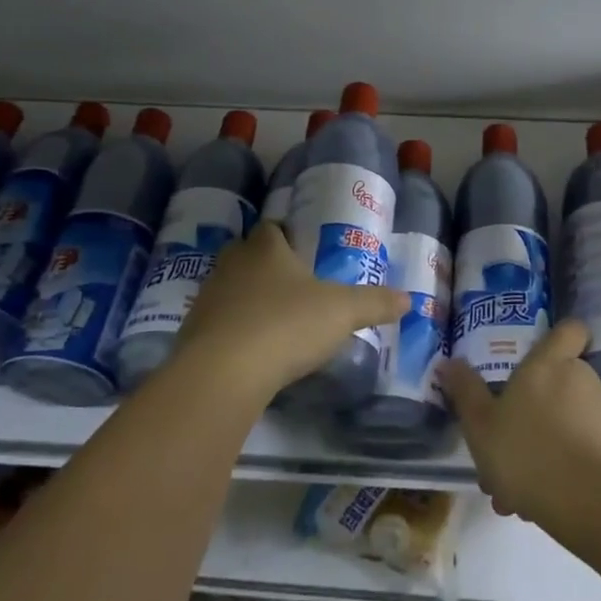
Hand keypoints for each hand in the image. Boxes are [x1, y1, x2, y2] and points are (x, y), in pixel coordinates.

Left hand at [169, 224, 406, 404]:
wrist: (223, 372)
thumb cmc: (286, 325)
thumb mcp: (342, 312)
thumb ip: (374, 303)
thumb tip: (408, 299)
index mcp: (265, 248)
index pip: (272, 228)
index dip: (286, 236)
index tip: (303, 251)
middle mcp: (231, 264)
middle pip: (247, 256)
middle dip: (266, 267)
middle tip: (293, 287)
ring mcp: (207, 298)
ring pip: (230, 289)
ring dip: (247, 300)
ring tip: (274, 322)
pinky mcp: (192, 333)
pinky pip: (217, 323)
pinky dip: (233, 331)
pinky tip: (252, 352)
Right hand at [439, 320, 600, 524]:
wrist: (594, 504)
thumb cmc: (527, 452)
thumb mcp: (480, 425)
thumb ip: (465, 391)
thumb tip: (449, 361)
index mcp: (549, 365)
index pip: (568, 330)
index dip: (561, 338)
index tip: (546, 358)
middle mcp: (585, 379)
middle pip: (564, 383)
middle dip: (538, 415)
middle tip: (511, 452)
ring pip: (575, 424)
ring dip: (553, 449)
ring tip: (524, 493)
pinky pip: (595, 453)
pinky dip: (575, 472)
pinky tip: (550, 505)